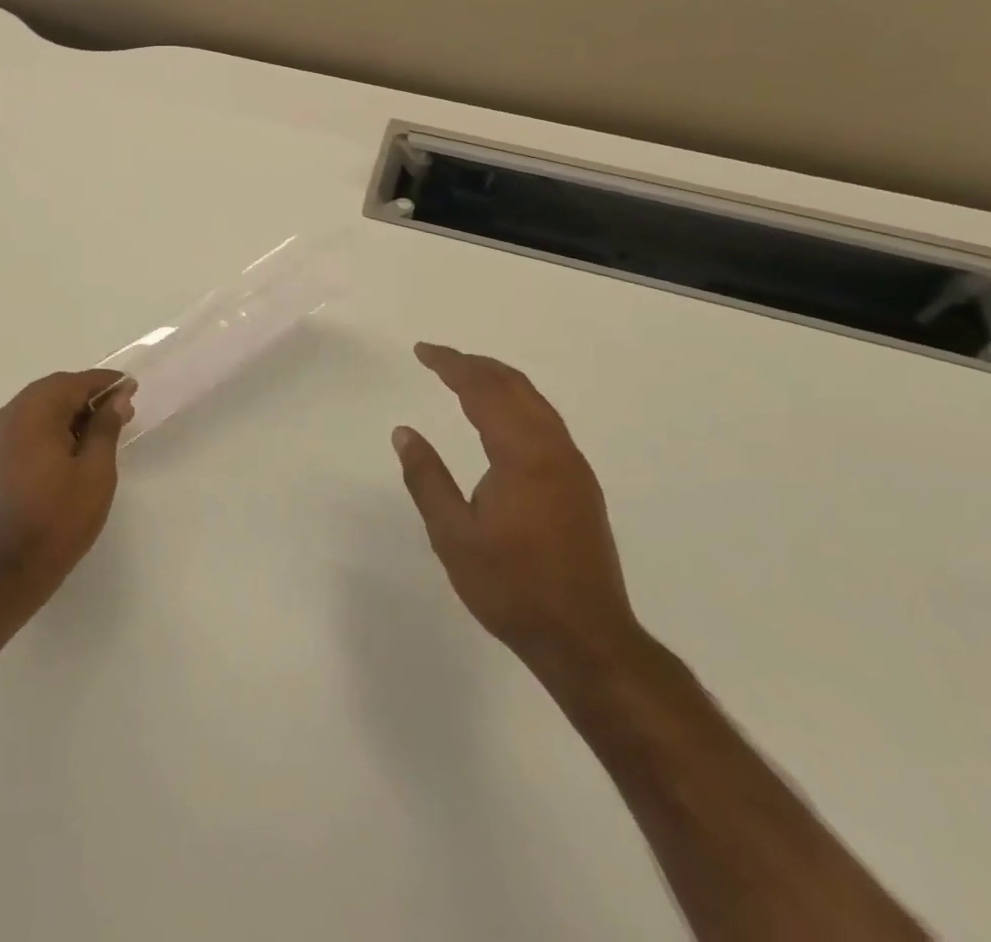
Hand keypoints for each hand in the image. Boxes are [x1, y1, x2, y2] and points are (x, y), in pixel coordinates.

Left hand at [0, 369, 133, 612]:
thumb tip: (117, 398)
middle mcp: (8, 415)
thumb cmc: (59, 518)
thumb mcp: (95, 471)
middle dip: (87, 396)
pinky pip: (25, 426)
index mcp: (33, 412)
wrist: (8, 569)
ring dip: (69, 411)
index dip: (105, 383)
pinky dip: (50, 426)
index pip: (74, 382)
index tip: (131, 387)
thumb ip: (106, 427)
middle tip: (121, 409)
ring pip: (38, 407)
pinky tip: (71, 446)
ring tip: (101, 430)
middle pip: (53, 390)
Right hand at [392, 343, 638, 675]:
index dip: (451, 365)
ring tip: (464, 377)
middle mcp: (554, 450)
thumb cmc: (512, 587)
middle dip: (475, 364)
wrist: (586, 639)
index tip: (422, 351)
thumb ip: (426, 478)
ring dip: (498, 381)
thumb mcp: (452, 535)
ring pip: (535, 402)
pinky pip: (546, 421)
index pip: (484, 391)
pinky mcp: (580, 486)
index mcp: (522, 456)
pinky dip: (516, 402)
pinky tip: (500, 418)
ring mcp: (573, 468)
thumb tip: (404, 432)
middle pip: (515, 386)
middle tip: (438, 358)